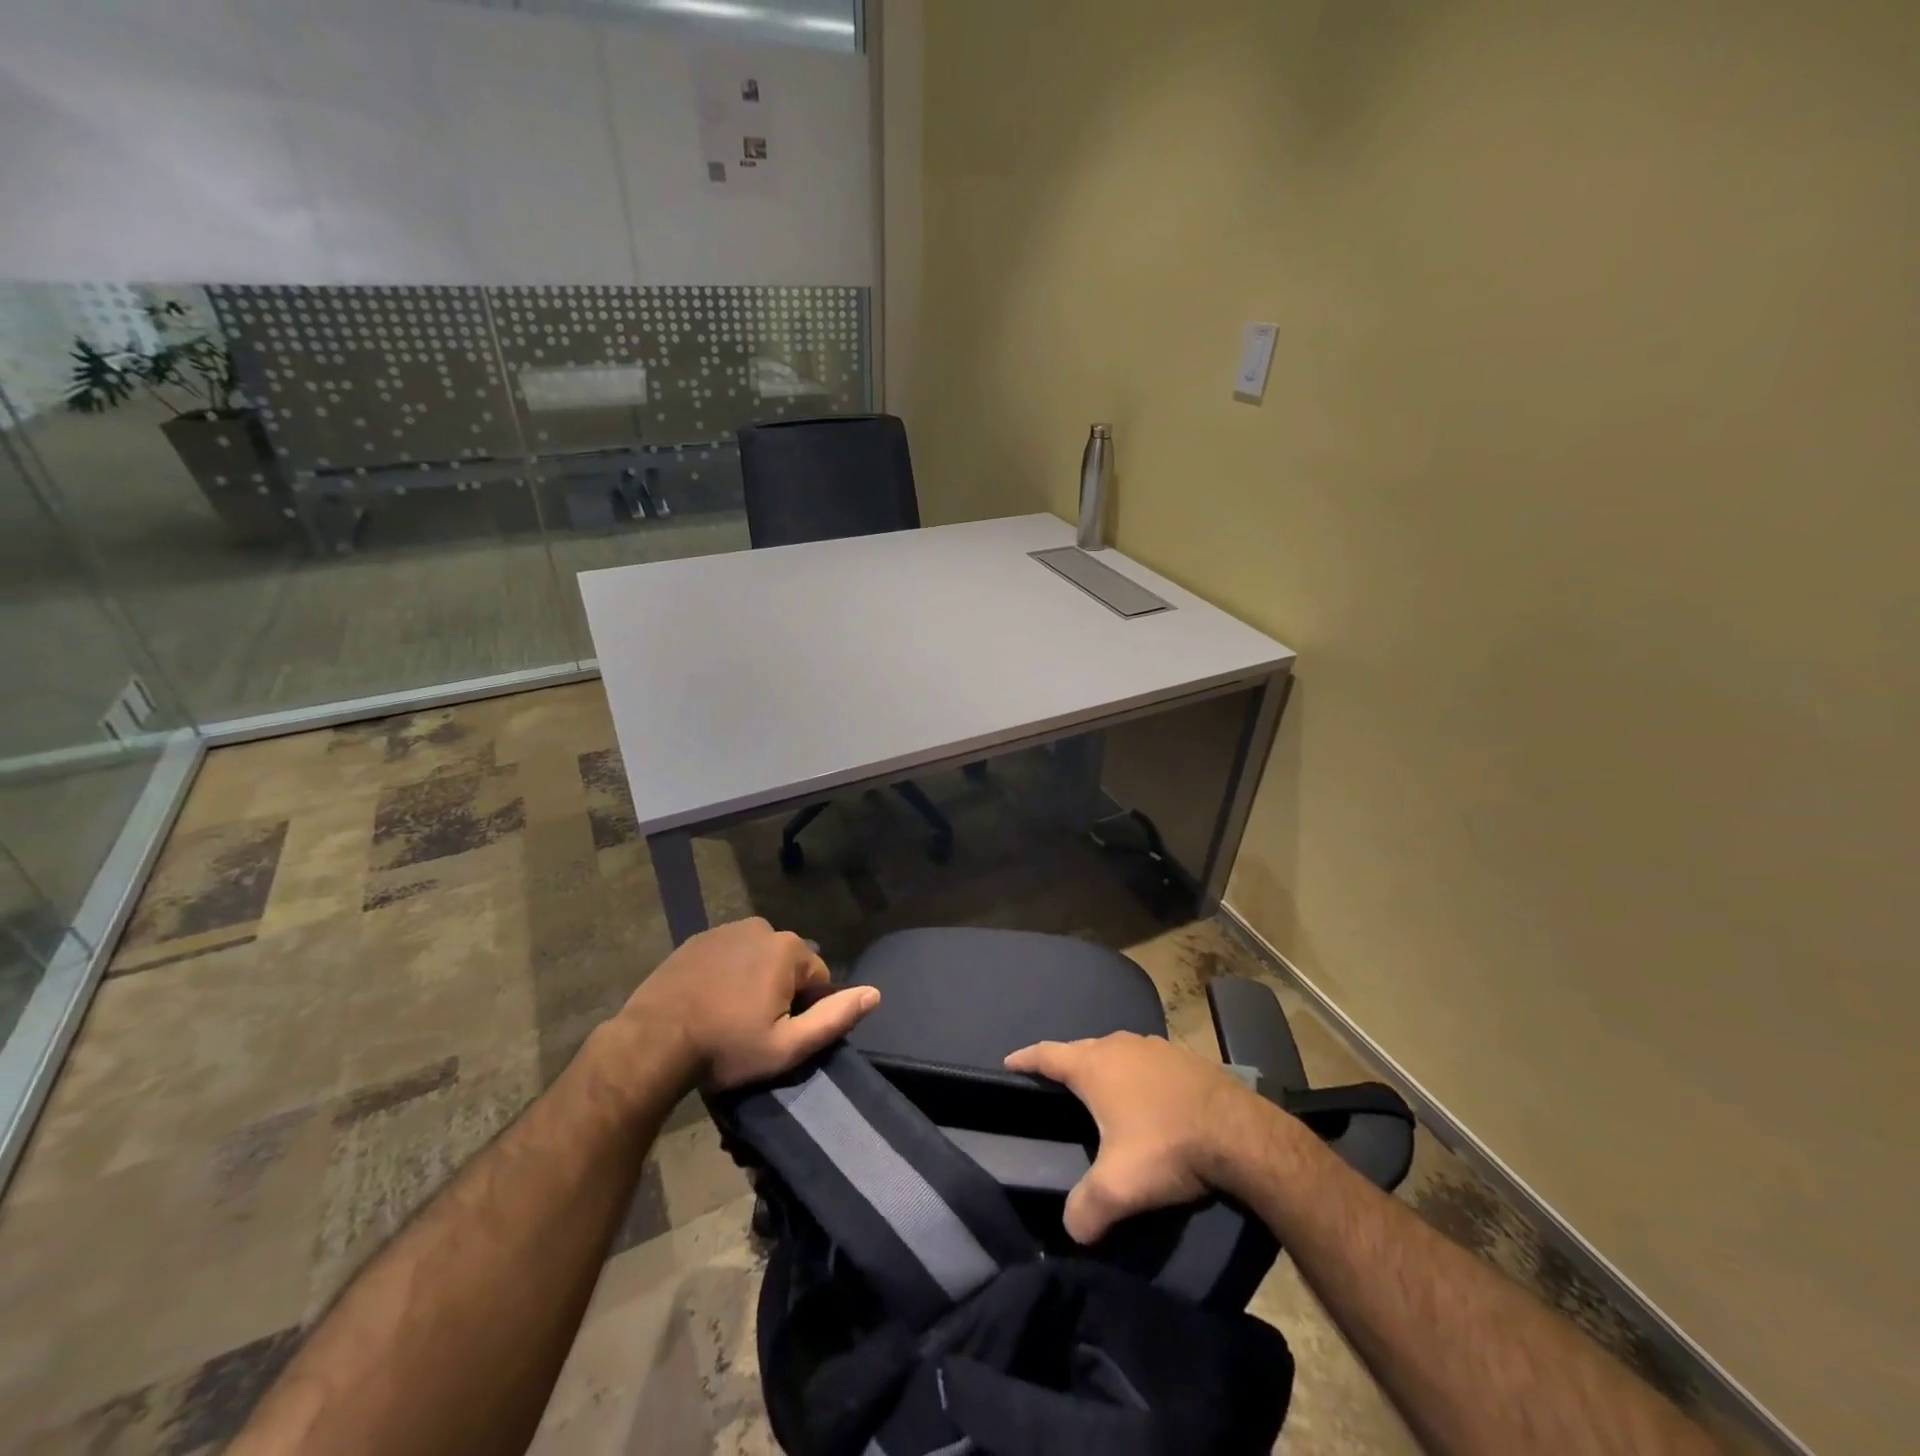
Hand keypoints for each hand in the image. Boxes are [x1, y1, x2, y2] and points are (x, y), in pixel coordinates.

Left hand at [622, 918, 879, 1089]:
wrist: (652, 1043)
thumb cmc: (726, 1047)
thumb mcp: (787, 1046)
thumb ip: (834, 1018)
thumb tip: (875, 993)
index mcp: (788, 949)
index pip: (818, 979)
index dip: (805, 1011)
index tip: (778, 1036)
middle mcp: (762, 927)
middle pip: (787, 965)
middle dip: (779, 993)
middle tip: (753, 1030)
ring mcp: (725, 930)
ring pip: (757, 958)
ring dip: (753, 982)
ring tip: (729, 1018)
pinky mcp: (696, 940)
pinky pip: (728, 955)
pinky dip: (726, 974)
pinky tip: (709, 1003)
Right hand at [1005, 1032, 1260, 1243]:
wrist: (1240, 1132)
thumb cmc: (1167, 1147)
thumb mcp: (1119, 1188)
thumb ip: (1085, 1208)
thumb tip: (1070, 1231)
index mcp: (1094, 1066)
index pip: (1047, 1054)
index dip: (1025, 1059)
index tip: (1008, 1062)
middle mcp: (1120, 1045)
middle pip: (1081, 1050)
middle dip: (1065, 1065)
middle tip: (1055, 1086)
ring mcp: (1154, 1046)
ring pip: (1116, 1052)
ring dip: (1103, 1068)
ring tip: (1099, 1091)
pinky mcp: (1183, 1057)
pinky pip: (1145, 1061)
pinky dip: (1135, 1074)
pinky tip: (1146, 1097)